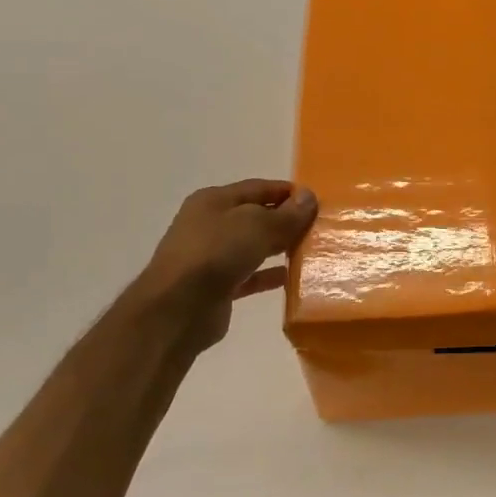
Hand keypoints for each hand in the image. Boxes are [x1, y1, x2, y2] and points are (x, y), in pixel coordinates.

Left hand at [133, 179, 317, 350]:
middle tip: (318, 226)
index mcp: (214, 200)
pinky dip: (268, 275)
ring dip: (279, 247)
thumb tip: (309, 197)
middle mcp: (210, 224)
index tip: (317, 201)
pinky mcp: (216, 286)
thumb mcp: (257, 226)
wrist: (178, 308)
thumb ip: (286, 214)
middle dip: (285, 220)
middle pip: (255, 216)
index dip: (287, 192)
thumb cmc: (215, 254)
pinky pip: (249, 275)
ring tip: (309, 250)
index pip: (258, 188)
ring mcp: (211, 257)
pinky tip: (291, 277)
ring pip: (253, 246)